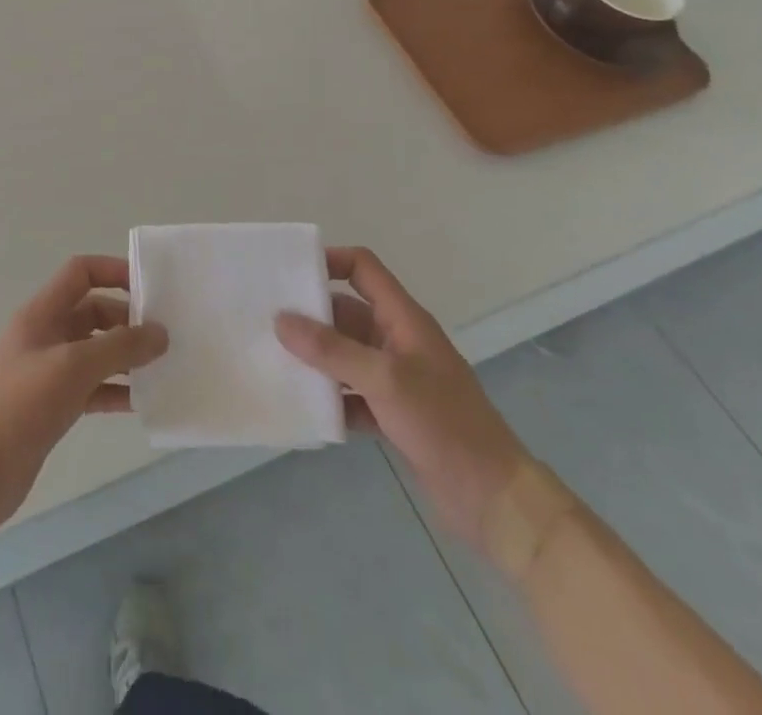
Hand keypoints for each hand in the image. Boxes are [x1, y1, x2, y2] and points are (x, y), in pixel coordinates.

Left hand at [0, 256, 167, 534]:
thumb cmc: (22, 405)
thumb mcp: (74, 367)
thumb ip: (120, 347)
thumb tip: (160, 333)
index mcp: (42, 313)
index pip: (81, 273)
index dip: (114, 271)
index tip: (150, 288)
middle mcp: (46, 335)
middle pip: (93, 311)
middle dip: (127, 320)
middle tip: (165, 337)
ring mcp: (49, 371)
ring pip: (96, 352)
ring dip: (126, 357)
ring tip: (164, 368)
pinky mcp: (54, 405)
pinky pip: (93, 387)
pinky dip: (116, 390)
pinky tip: (143, 403)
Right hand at [276, 247, 530, 547]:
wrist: (495, 501)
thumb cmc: (443, 424)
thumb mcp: (384, 380)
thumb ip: (331, 350)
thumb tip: (281, 320)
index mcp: (403, 319)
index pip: (363, 269)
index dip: (329, 261)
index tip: (289, 272)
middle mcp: (398, 341)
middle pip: (347, 312)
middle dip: (311, 316)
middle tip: (266, 321)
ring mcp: (397, 379)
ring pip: (346, 355)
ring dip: (316, 359)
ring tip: (273, 361)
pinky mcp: (394, 414)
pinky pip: (352, 394)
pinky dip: (331, 398)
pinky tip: (304, 408)